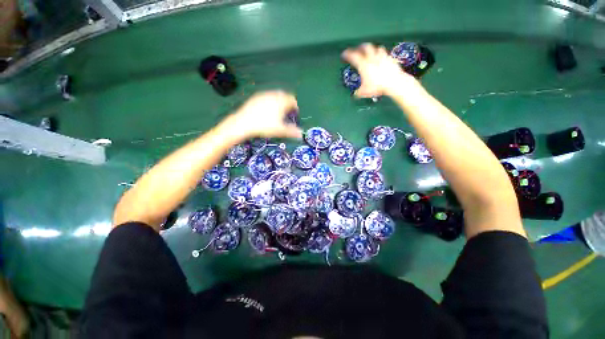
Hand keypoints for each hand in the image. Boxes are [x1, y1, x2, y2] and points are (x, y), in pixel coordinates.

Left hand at [227, 91, 302, 139]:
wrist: (243, 123)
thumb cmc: (264, 126)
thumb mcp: (280, 130)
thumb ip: (292, 132)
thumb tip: (301, 134)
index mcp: (281, 101)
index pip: (292, 100)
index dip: (295, 107)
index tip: (295, 113)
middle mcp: (273, 95)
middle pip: (284, 95)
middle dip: (287, 103)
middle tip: (287, 112)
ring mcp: (263, 95)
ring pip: (275, 95)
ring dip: (279, 101)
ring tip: (278, 111)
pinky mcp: (255, 97)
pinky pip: (266, 96)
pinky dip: (270, 101)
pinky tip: (266, 110)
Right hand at [342, 43, 419, 97]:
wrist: (393, 82)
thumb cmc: (377, 86)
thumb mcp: (364, 92)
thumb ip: (359, 92)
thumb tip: (355, 95)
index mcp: (364, 65)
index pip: (353, 56)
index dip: (347, 54)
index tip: (344, 54)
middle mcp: (372, 58)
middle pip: (365, 47)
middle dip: (360, 47)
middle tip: (358, 49)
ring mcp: (382, 57)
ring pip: (377, 48)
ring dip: (373, 49)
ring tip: (371, 53)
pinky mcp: (391, 59)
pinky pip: (386, 54)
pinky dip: (382, 55)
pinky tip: (382, 59)